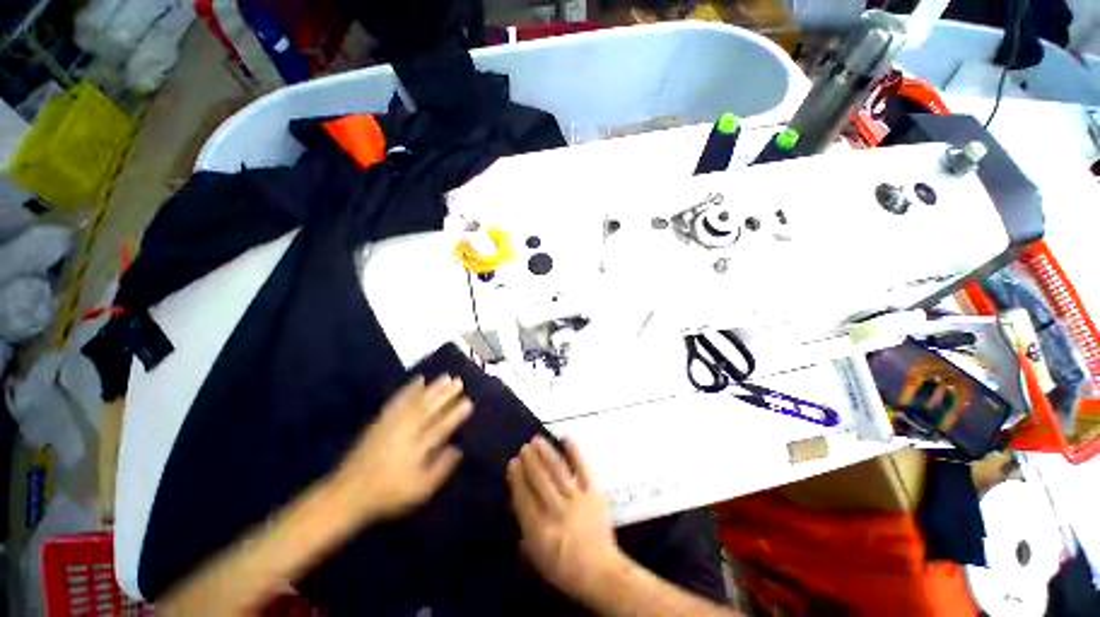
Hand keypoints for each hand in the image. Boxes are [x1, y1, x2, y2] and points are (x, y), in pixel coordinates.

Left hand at [336, 374, 471, 521]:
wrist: (349, 493)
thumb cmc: (389, 494)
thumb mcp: (420, 490)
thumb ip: (440, 469)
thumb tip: (458, 449)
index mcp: (418, 448)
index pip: (442, 426)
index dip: (456, 413)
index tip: (468, 401)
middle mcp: (407, 431)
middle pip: (430, 409)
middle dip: (446, 394)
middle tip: (459, 381)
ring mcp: (393, 424)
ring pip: (417, 401)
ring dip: (433, 388)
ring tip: (446, 376)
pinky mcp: (381, 420)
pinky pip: (398, 401)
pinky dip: (409, 389)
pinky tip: (418, 380)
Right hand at [507, 436, 623, 599]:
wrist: (601, 572)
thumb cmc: (565, 569)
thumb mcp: (537, 559)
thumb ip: (524, 532)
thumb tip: (516, 505)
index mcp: (541, 531)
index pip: (524, 499)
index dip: (517, 479)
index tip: (512, 463)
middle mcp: (557, 511)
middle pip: (540, 481)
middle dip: (530, 462)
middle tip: (524, 447)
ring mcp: (577, 500)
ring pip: (558, 471)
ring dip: (546, 454)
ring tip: (537, 440)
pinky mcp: (593, 493)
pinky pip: (582, 468)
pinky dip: (574, 452)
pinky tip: (566, 438)